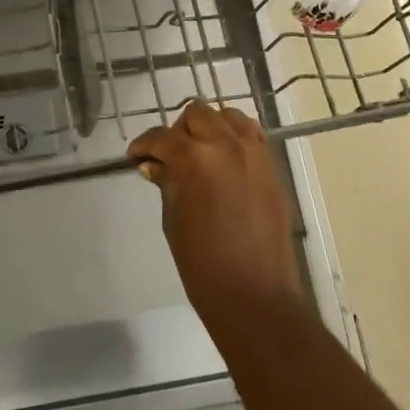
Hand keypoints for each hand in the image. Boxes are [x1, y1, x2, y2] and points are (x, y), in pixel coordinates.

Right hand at [127, 102, 306, 340]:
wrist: (254, 295)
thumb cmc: (202, 263)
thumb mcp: (173, 219)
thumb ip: (166, 182)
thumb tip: (154, 164)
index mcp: (194, 158)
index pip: (161, 137)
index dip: (144, 145)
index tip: (136, 157)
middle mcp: (226, 145)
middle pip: (197, 114)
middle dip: (178, 132)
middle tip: (169, 156)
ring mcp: (255, 153)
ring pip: (228, 116)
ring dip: (210, 128)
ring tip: (200, 153)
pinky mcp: (272, 166)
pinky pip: (252, 135)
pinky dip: (235, 137)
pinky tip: (226, 159)